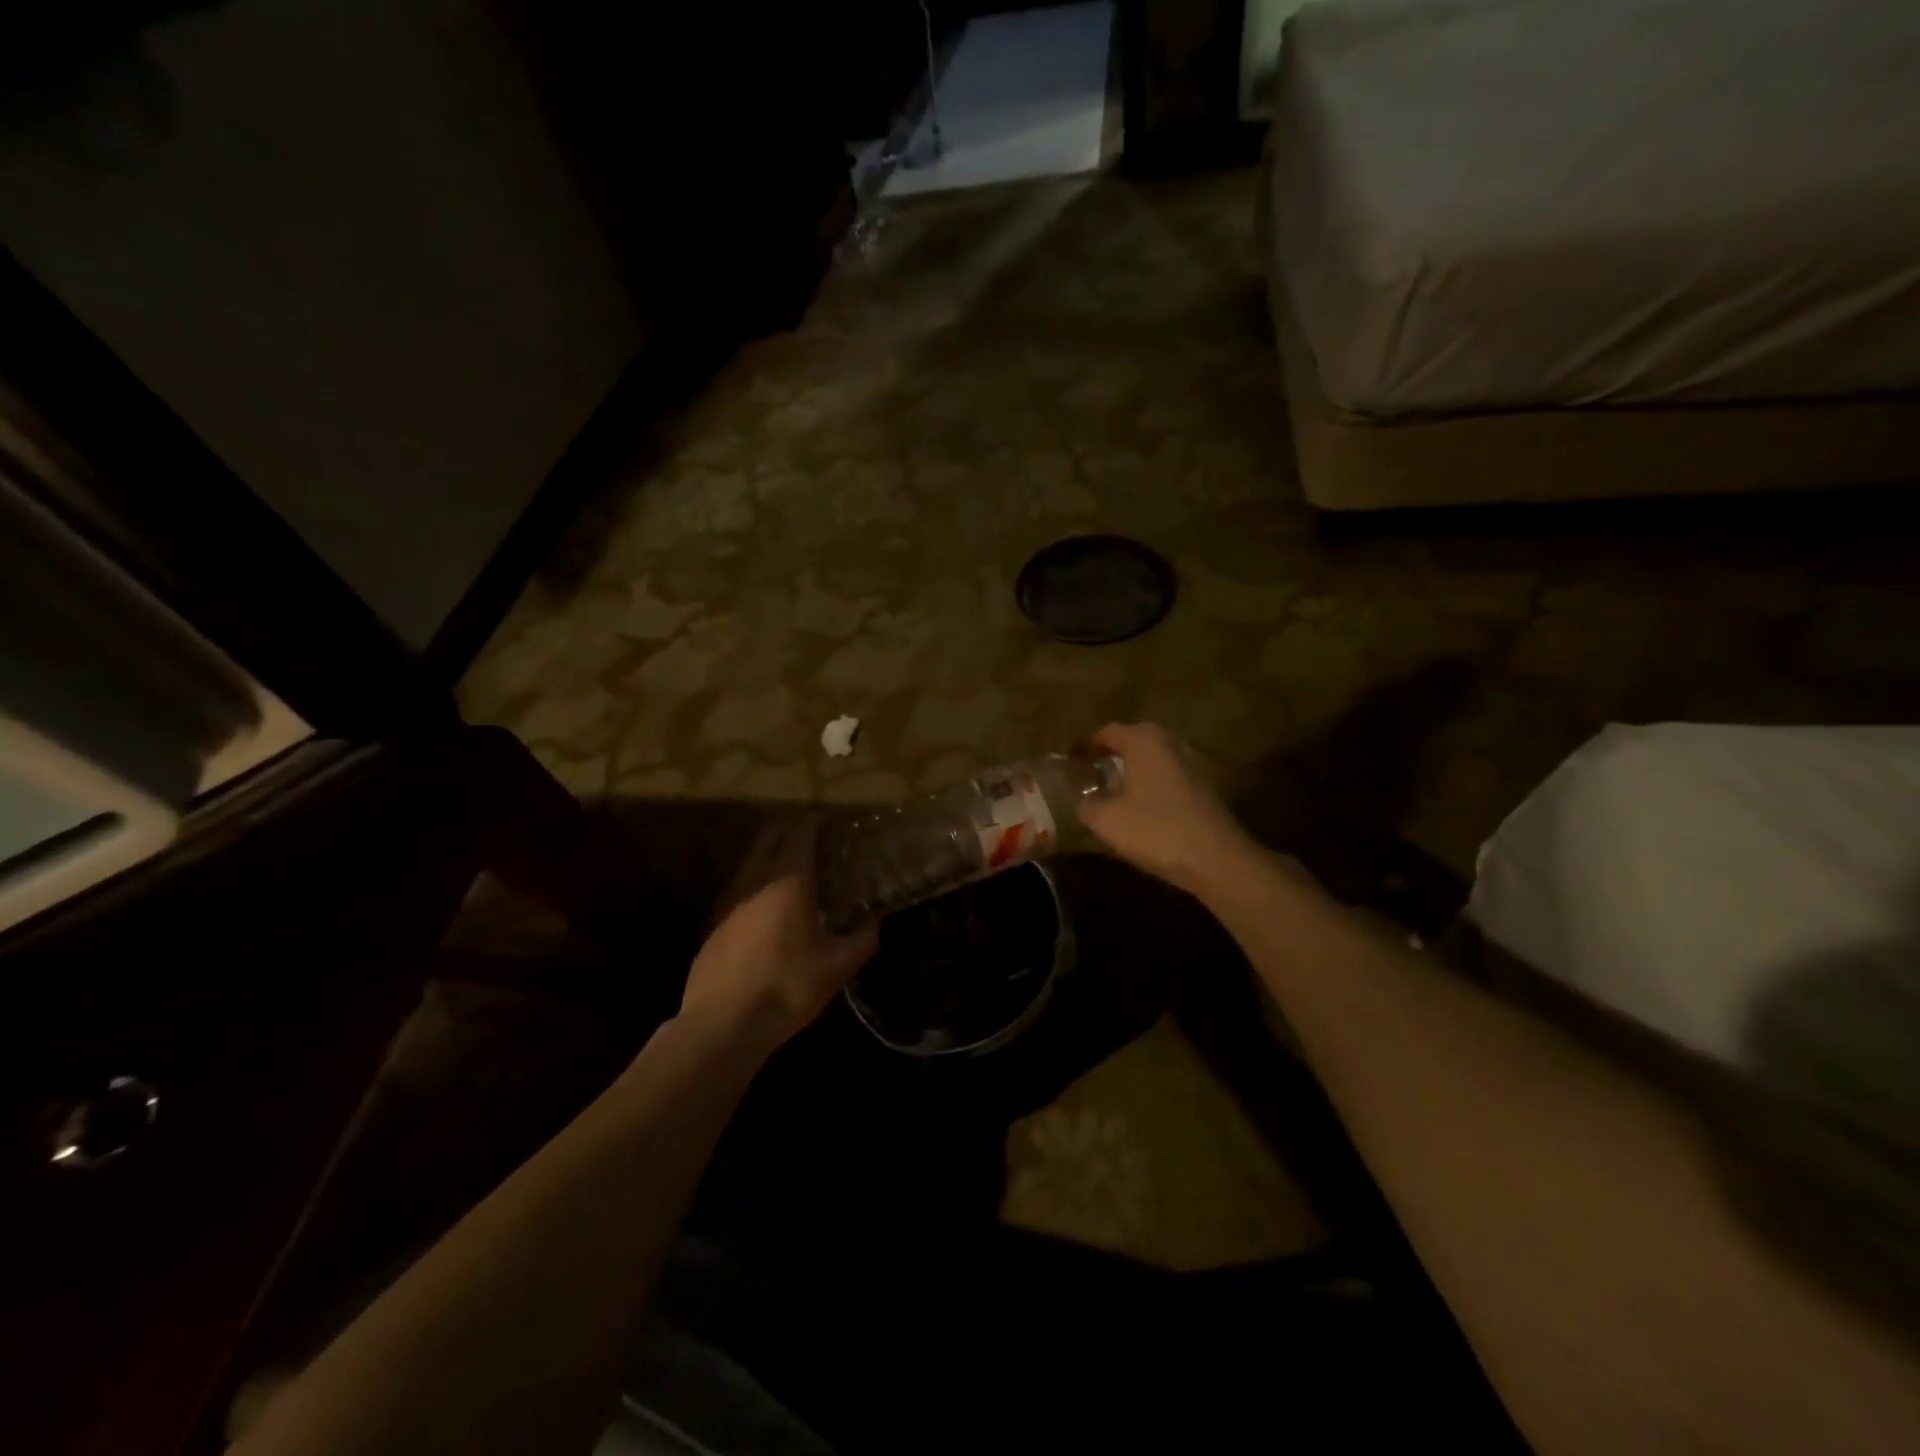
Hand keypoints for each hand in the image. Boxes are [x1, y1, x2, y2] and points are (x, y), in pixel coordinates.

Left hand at [678, 816, 877, 1052]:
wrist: (722, 1025)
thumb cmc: (786, 988)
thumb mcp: (837, 967)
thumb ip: (862, 939)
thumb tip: (877, 921)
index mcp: (788, 880)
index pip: (802, 832)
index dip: (817, 822)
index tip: (832, 823)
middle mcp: (754, 879)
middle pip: (770, 835)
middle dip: (792, 830)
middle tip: (816, 843)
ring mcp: (728, 900)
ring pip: (751, 860)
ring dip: (772, 856)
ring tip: (796, 876)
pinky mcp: (713, 923)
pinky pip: (739, 887)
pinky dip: (757, 884)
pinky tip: (769, 910)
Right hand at [1081, 723, 1258, 896]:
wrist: (1217, 859)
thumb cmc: (1156, 831)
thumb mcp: (1106, 821)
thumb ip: (1087, 805)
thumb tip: (1083, 799)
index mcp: (1144, 742)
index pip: (1108, 732)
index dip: (1087, 745)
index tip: (1072, 761)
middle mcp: (1171, 743)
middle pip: (1136, 737)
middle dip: (1114, 751)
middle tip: (1094, 770)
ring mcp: (1193, 763)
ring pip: (1157, 755)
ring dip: (1137, 766)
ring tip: (1118, 788)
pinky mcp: (1207, 786)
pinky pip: (1172, 773)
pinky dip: (1155, 781)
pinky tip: (1145, 804)